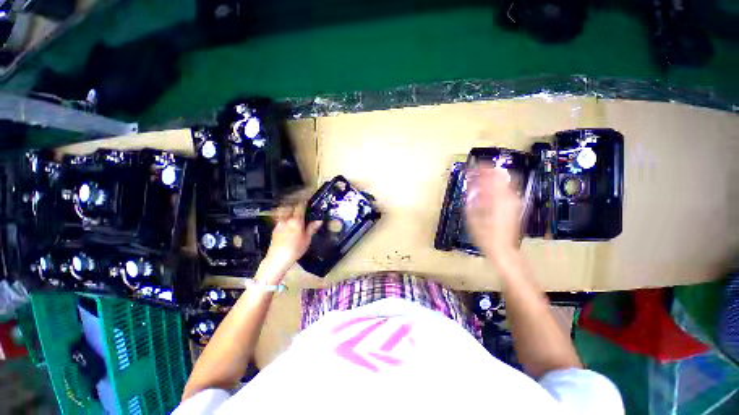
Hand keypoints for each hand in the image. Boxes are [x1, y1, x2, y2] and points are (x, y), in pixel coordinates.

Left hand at [262, 201, 321, 278]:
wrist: (277, 259)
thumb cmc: (295, 249)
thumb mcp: (307, 239)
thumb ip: (312, 228)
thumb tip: (319, 220)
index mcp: (296, 220)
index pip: (300, 206)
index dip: (304, 201)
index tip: (307, 199)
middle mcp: (286, 220)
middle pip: (289, 206)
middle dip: (295, 204)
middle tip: (300, 204)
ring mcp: (279, 224)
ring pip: (284, 212)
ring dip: (289, 210)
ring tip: (294, 212)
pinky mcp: (274, 229)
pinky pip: (281, 219)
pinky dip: (285, 217)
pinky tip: (288, 223)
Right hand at [465, 164, 522, 263]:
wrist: (503, 249)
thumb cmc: (485, 235)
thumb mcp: (473, 218)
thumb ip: (472, 200)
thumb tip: (471, 188)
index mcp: (497, 199)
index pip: (491, 177)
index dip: (482, 169)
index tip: (473, 166)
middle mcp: (509, 198)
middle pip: (501, 177)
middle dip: (489, 171)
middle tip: (477, 169)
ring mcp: (514, 202)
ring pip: (505, 182)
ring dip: (493, 177)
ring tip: (482, 177)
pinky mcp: (515, 206)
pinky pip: (508, 190)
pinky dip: (498, 185)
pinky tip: (490, 188)